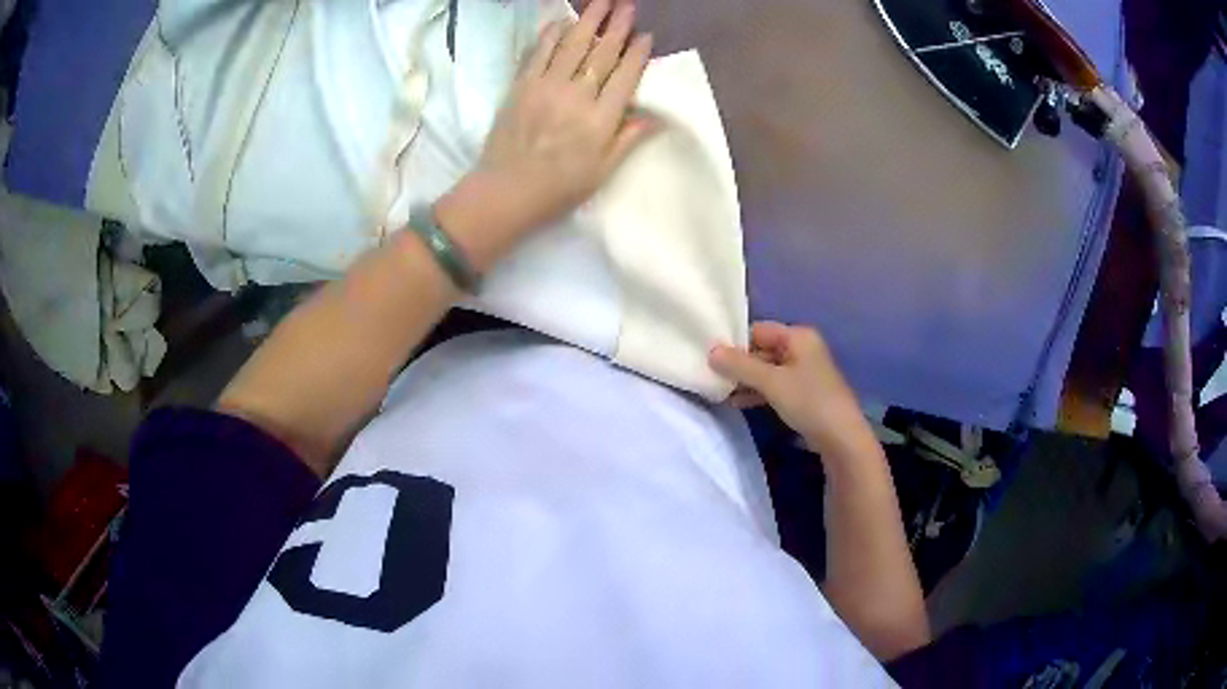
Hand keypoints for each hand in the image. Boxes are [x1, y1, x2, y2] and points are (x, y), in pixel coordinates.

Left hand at [470, 0, 655, 236]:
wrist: (504, 192)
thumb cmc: (558, 188)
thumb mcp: (602, 172)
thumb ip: (628, 139)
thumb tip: (655, 116)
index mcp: (601, 119)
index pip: (625, 76)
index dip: (637, 53)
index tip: (645, 36)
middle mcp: (576, 96)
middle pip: (601, 53)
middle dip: (617, 26)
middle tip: (627, 5)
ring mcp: (546, 87)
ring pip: (572, 45)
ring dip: (588, 20)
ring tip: (601, 1)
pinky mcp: (521, 86)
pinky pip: (539, 53)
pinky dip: (551, 34)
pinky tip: (561, 21)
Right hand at [710, 322, 869, 454]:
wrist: (840, 437)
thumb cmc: (808, 401)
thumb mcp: (771, 382)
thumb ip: (740, 366)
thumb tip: (710, 352)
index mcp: (798, 336)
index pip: (758, 330)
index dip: (735, 342)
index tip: (711, 358)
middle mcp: (802, 348)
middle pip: (762, 349)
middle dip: (738, 364)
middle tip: (712, 376)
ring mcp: (803, 372)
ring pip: (767, 370)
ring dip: (746, 380)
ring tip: (719, 391)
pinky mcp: (802, 393)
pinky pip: (774, 385)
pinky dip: (757, 392)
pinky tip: (737, 402)